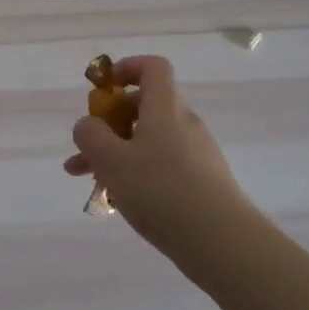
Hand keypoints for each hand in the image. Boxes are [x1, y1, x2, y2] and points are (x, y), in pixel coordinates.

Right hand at [63, 55, 245, 246]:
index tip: (103, 89)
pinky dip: (138, 173)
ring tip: (89, 180)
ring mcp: (197, 153)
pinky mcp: (203, 181)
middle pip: (145, 106)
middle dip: (109, 122)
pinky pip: (163, 164)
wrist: (223, 242)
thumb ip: (91, 135)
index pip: (152, 67)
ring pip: (149, 140)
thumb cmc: (161, 191)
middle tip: (85, 146)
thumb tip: (88, 124)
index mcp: (165, 108)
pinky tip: (120, 200)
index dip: (126, 68)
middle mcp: (184, 123)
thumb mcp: (111, 161)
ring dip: (117, 152)